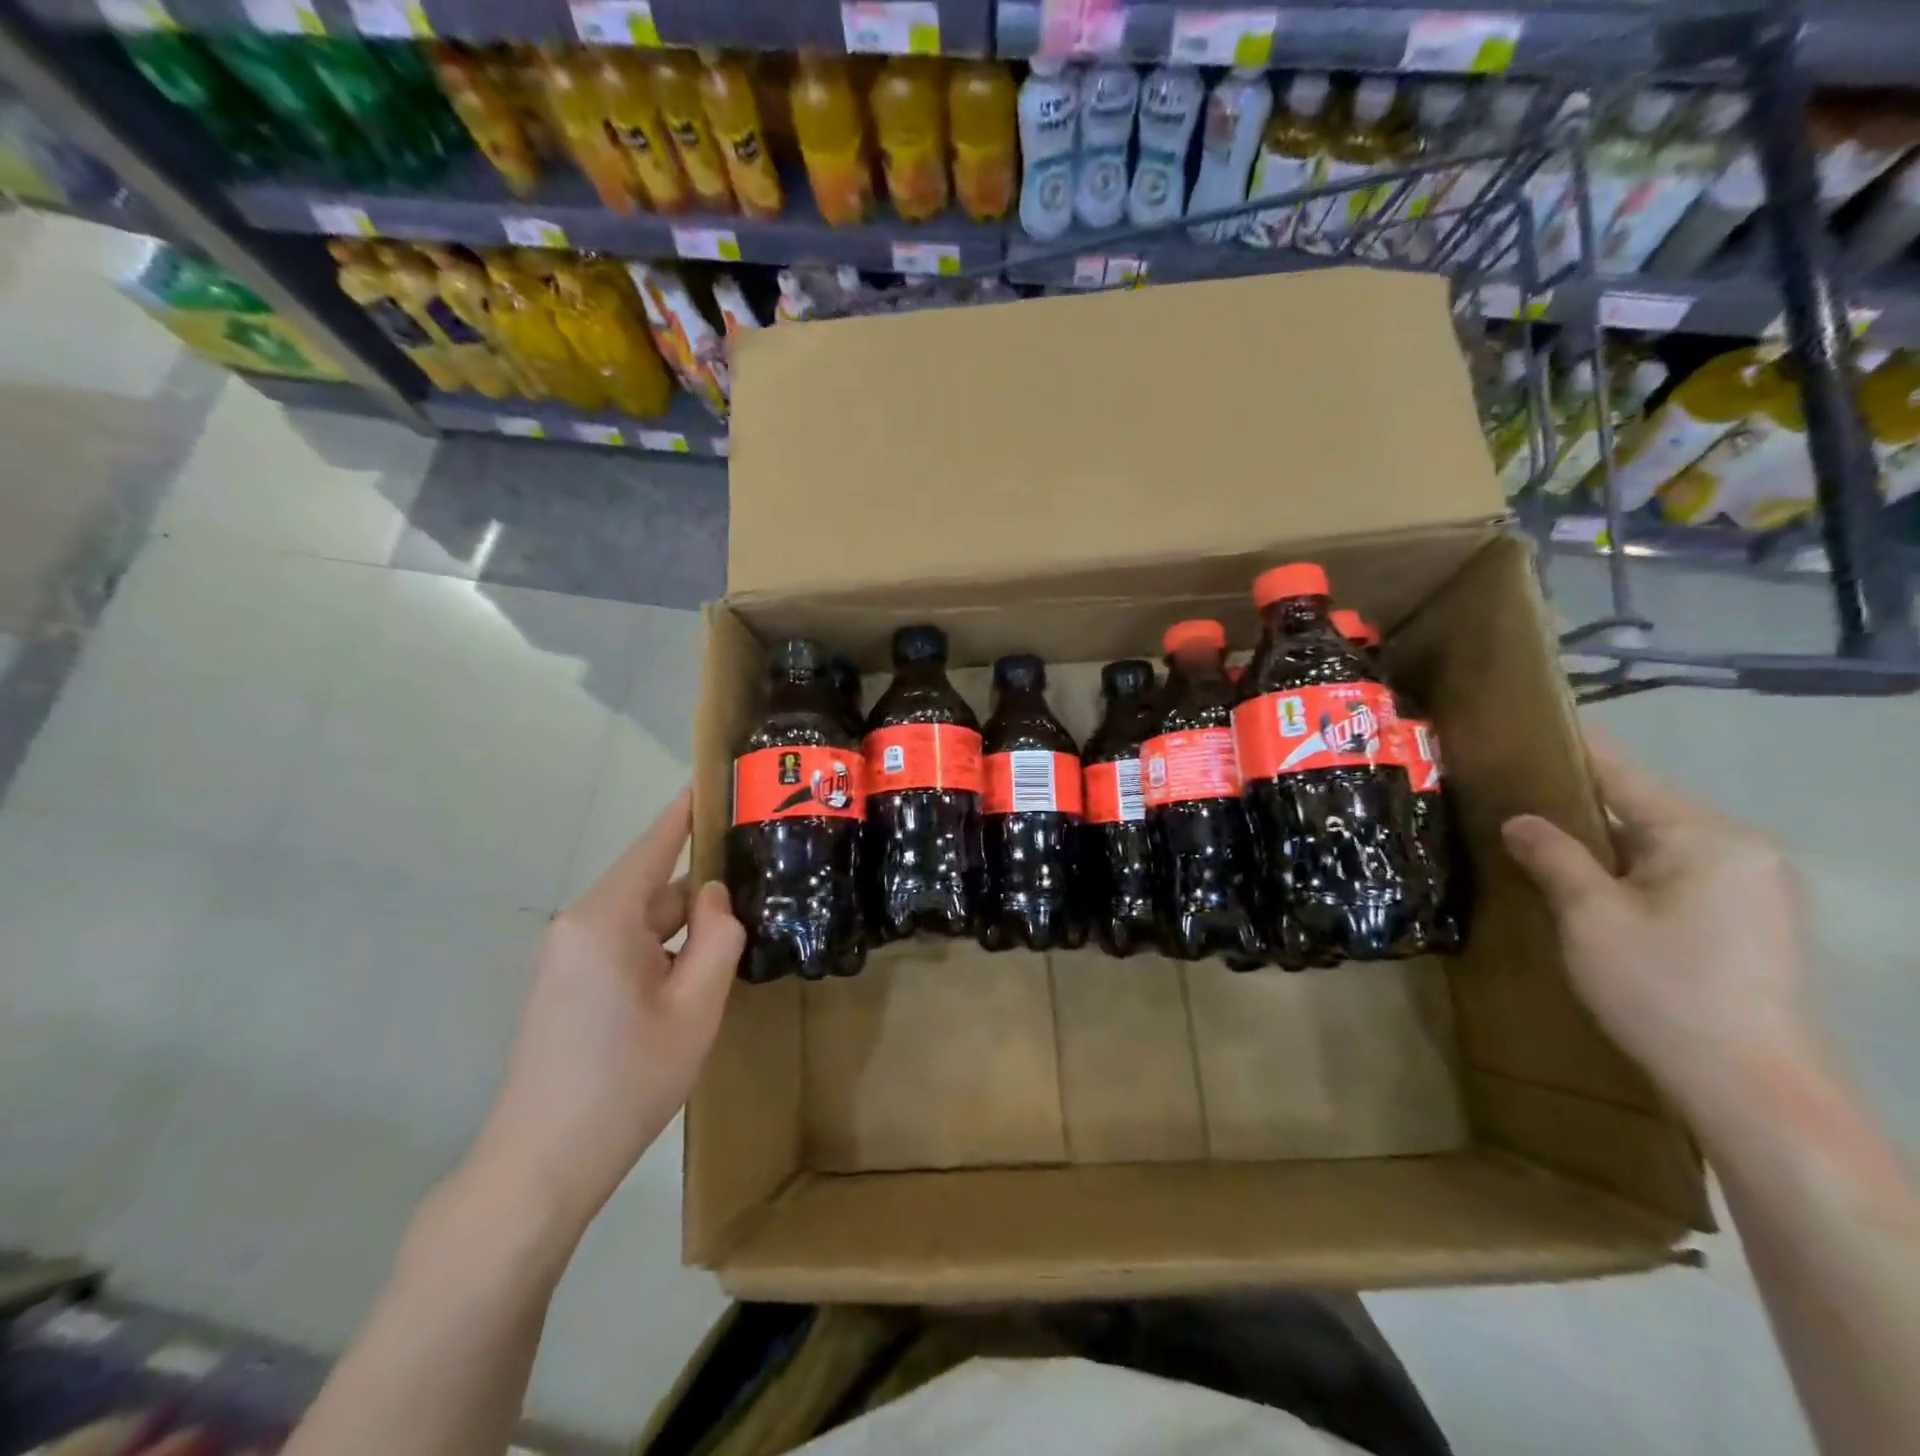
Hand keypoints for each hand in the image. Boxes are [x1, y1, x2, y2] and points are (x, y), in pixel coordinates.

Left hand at [469, 789, 743, 1231]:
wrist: (543, 1165)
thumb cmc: (628, 1081)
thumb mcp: (695, 1007)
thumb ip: (717, 937)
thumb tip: (715, 895)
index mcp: (604, 920)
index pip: (653, 845)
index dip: (685, 810)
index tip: (712, 776)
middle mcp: (577, 926)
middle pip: (652, 888)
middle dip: (701, 890)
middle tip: (758, 885)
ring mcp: (566, 957)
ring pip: (640, 921)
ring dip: (683, 929)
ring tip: (736, 938)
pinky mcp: (565, 985)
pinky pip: (623, 947)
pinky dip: (660, 950)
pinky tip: (693, 977)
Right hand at [1501, 740, 1814, 1116]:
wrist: (1753, 1088)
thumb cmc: (1664, 989)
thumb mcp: (1590, 917)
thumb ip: (1552, 856)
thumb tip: (1520, 820)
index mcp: (1706, 837)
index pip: (1623, 775)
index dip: (1569, 750)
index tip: (1523, 726)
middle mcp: (1741, 849)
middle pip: (1642, 807)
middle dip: (1576, 801)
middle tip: (1509, 793)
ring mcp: (1754, 887)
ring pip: (1656, 843)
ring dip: (1600, 840)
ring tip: (1535, 836)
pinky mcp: (1752, 921)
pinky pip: (1675, 873)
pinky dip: (1627, 869)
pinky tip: (1585, 883)